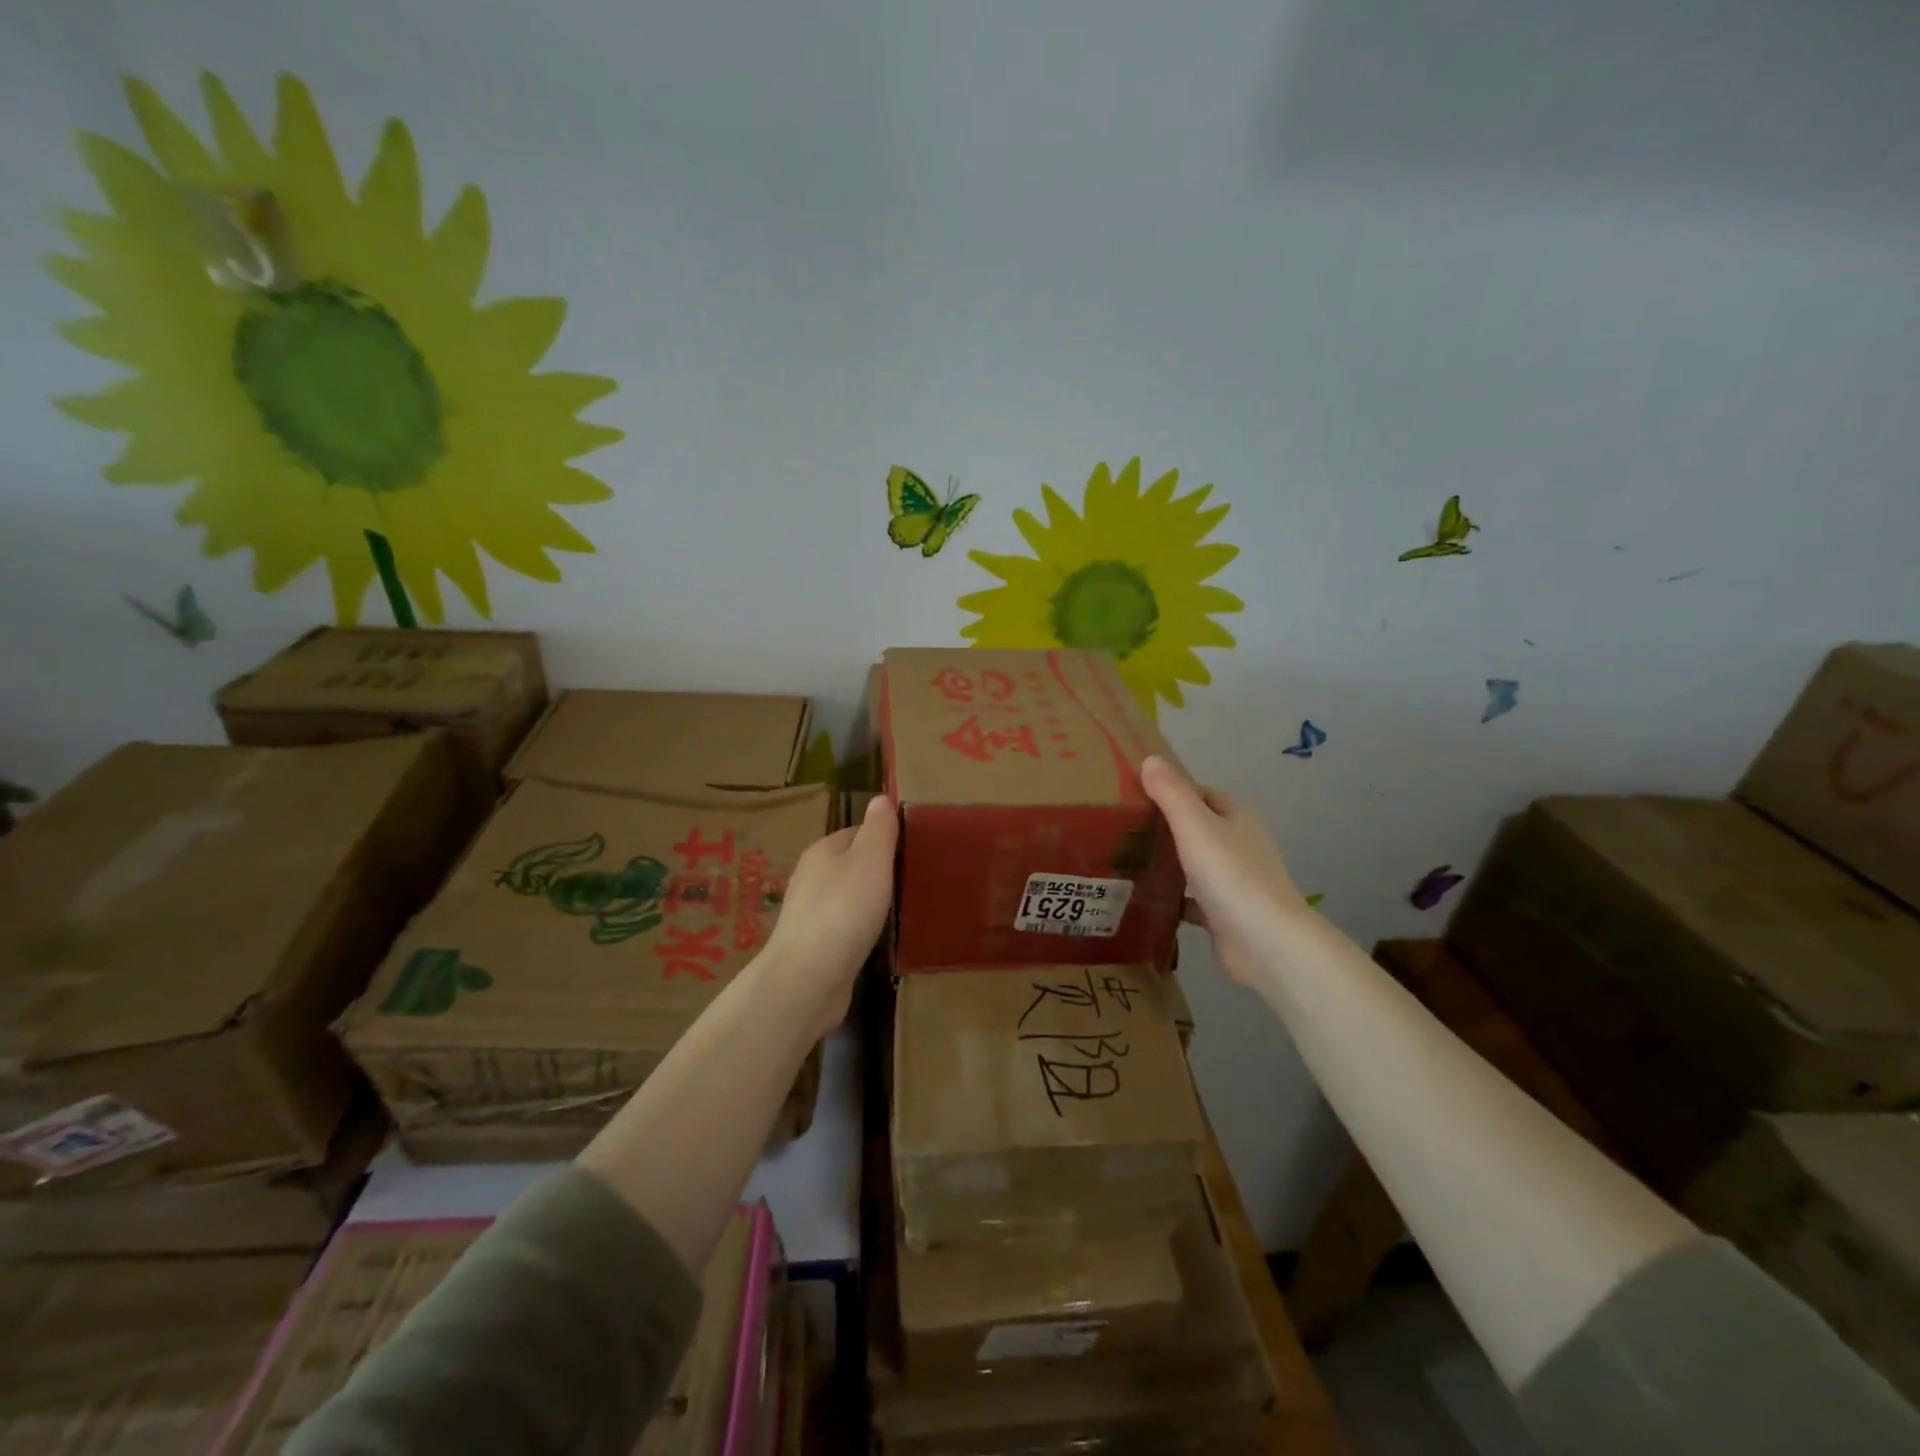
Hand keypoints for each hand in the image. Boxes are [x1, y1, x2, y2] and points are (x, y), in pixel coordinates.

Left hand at [759, 795, 897, 1037]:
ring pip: (847, 897)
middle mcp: (811, 878)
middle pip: (851, 865)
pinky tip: (877, 938)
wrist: (808, 979)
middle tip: (913, 881)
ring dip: (870, 902)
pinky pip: (844, 927)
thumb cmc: (843, 910)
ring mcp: (810, 914)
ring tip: (901, 909)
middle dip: (878, 871)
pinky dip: (861, 928)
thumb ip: (878, 829)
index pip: (857, 833)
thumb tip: (879, 798)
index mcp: (822, 851)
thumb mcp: (870, 861)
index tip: (912, 851)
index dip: (884, 838)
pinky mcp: (815, 946)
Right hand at [1142, 755, 1307, 990]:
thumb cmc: (1230, 874)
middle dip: (1164, 828)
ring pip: (1194, 864)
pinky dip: (1172, 899)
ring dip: (1167, 863)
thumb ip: (1171, 793)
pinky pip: (1193, 900)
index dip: (1171, 791)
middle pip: (1197, 828)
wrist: (1265, 942)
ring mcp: (1234, 881)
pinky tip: (1144, 900)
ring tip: (1125, 861)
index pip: (1201, 793)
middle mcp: (1239, 844)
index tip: (1134, 797)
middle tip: (1122, 830)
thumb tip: (1150, 759)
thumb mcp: (1194, 825)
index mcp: (1236, 817)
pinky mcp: (1225, 914)